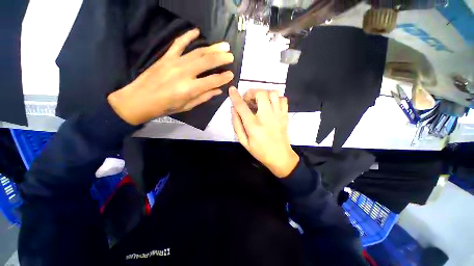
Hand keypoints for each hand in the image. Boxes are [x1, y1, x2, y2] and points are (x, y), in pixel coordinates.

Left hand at [108, 29, 234, 124]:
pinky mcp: (166, 57)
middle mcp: (184, 73)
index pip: (212, 80)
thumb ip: (204, 97)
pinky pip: (178, 43)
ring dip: (212, 48)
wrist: (140, 99)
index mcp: (190, 89)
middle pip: (207, 62)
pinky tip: (197, 31)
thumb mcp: (188, 106)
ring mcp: (174, 62)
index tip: (231, 74)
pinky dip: (188, 36)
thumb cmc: (166, 107)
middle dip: (221, 58)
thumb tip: (218, 90)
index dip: (224, 77)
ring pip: (197, 52)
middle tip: (231, 56)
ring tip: (223, 45)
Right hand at [229, 87, 298, 177]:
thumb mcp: (243, 142)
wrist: (280, 156)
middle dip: (252, 93)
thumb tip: (233, 109)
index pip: (242, 106)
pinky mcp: (285, 115)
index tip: (232, 89)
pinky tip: (270, 105)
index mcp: (253, 125)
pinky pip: (283, 99)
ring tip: (259, 102)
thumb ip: (237, 125)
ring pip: (273, 93)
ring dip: (264, 94)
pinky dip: (275, 98)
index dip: (235, 96)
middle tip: (249, 100)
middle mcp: (266, 117)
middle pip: (261, 93)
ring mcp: (278, 115)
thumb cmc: (260, 151)